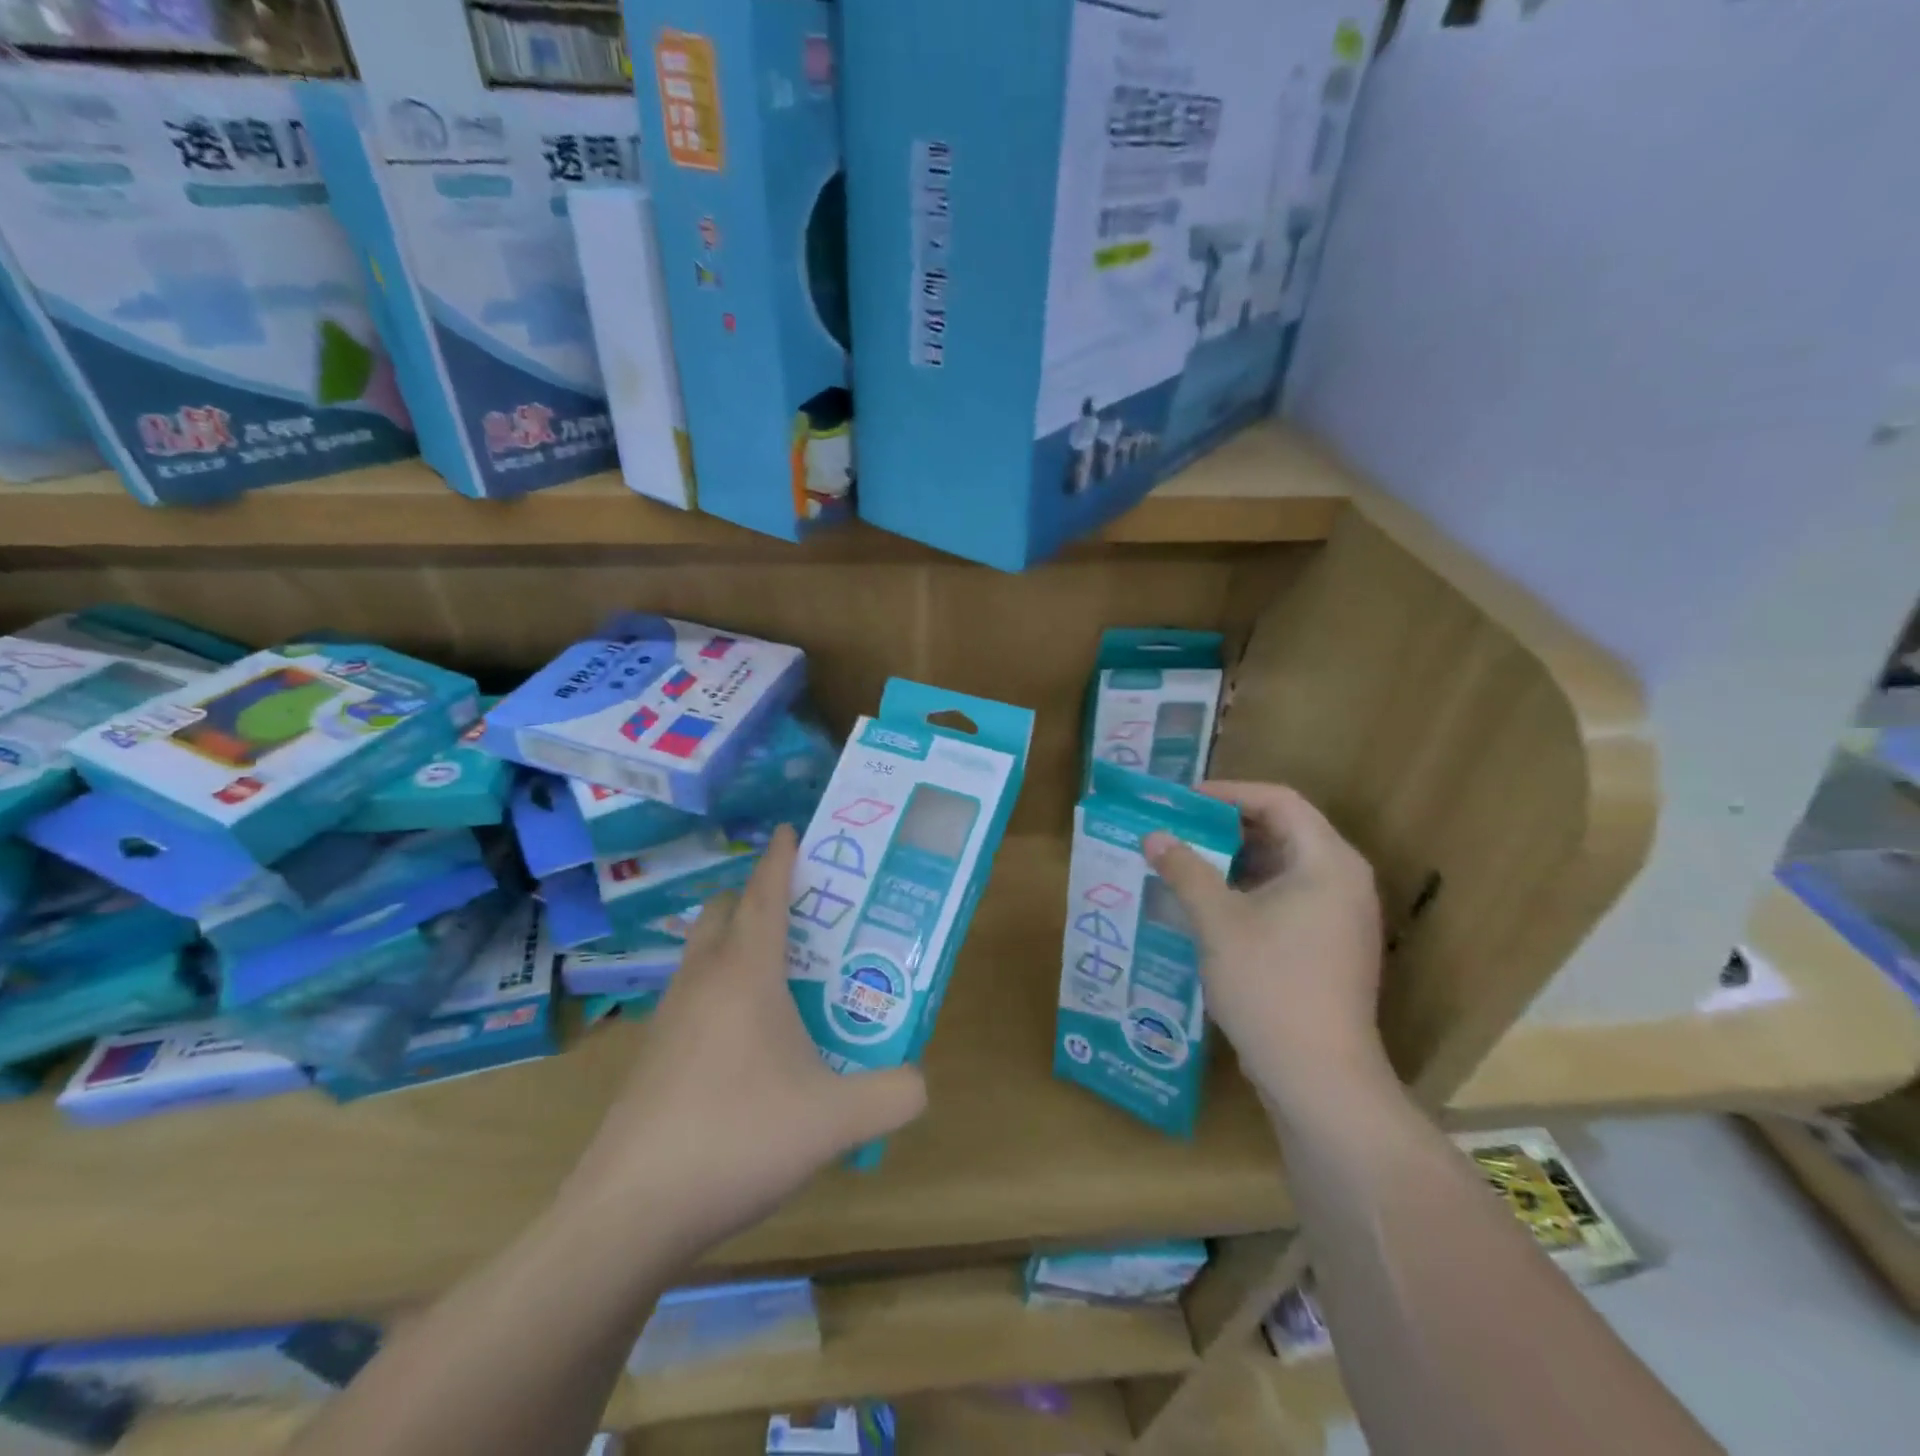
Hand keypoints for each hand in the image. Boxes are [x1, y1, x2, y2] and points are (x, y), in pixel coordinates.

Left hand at [559, 827, 927, 1256]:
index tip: (793, 828)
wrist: (629, 1213)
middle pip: (726, 912)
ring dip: (738, 944)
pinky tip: (748, 1039)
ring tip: (783, 975)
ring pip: (703, 954)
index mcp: (747, 972)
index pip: (765, 893)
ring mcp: (669, 1017)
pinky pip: (692, 996)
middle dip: (759, 897)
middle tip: (805, 913)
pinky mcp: (652, 1056)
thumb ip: (893, 1094)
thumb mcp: (835, 1120)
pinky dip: (720, 989)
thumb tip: (920, 1081)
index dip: (781, 857)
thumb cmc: (738, 1138)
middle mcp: (703, 980)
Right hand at [1145, 781, 1386, 1109]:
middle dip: (1225, 827)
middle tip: (1176, 828)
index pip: (1279, 801)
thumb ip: (1184, 870)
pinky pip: (1285, 897)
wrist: (1318, 1077)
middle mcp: (1343, 880)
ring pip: (1281, 867)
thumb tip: (1153, 836)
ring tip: (1183, 861)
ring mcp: (1339, 916)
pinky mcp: (1328, 946)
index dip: (1228, 793)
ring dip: (1232, 861)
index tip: (1182, 800)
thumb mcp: (1217, 921)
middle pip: (1283, 830)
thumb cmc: (1270, 984)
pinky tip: (1206, 904)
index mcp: (1327, 862)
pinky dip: (1246, 891)